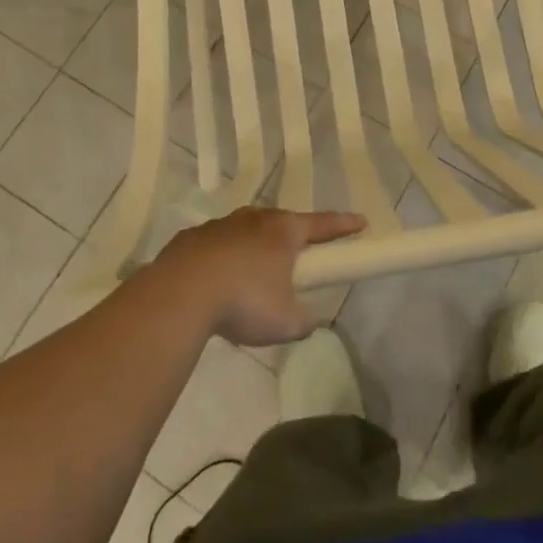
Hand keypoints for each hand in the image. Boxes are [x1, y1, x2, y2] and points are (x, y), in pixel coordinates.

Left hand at [156, 207, 366, 345]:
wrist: (181, 294)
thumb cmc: (244, 302)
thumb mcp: (286, 322)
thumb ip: (304, 320)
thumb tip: (307, 319)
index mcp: (283, 231)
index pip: (323, 224)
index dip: (344, 225)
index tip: (361, 222)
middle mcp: (255, 219)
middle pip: (282, 223)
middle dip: (293, 237)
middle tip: (299, 255)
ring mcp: (221, 225)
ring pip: (246, 231)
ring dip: (255, 247)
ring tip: (252, 277)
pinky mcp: (192, 238)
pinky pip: (216, 245)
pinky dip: (223, 259)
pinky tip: (216, 282)